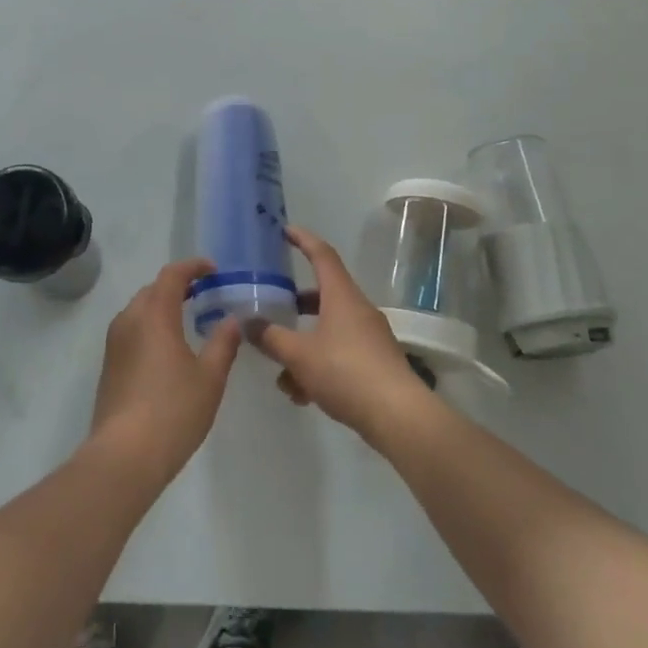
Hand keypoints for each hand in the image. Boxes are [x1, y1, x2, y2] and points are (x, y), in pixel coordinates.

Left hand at [89, 258, 242, 485]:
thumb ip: (223, 344)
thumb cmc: (173, 410)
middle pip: (153, 289)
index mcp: (154, 314)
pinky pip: (131, 330)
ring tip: (186, 319)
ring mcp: (114, 343)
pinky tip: (166, 348)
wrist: (124, 456)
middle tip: (203, 293)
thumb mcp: (209, 378)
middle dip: (177, 285)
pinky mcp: (109, 365)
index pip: (172, 275)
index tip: (212, 270)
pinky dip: (150, 326)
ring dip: (161, 306)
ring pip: (139, 310)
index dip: (192, 267)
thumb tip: (231, 321)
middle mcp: (129, 320)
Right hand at [252, 227, 434, 446]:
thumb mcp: (299, 355)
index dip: (303, 239)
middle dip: (296, 303)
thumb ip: (270, 337)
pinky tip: (303, 395)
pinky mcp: (375, 363)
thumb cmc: (346, 372)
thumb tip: (249, 323)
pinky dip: (319, 366)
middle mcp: (358, 309)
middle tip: (274, 306)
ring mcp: (370, 337)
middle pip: (323, 295)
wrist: (398, 416)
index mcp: (341, 296)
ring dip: (303, 346)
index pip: (321, 254)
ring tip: (282, 374)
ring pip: (328, 330)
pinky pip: (340, 354)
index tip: (285, 230)